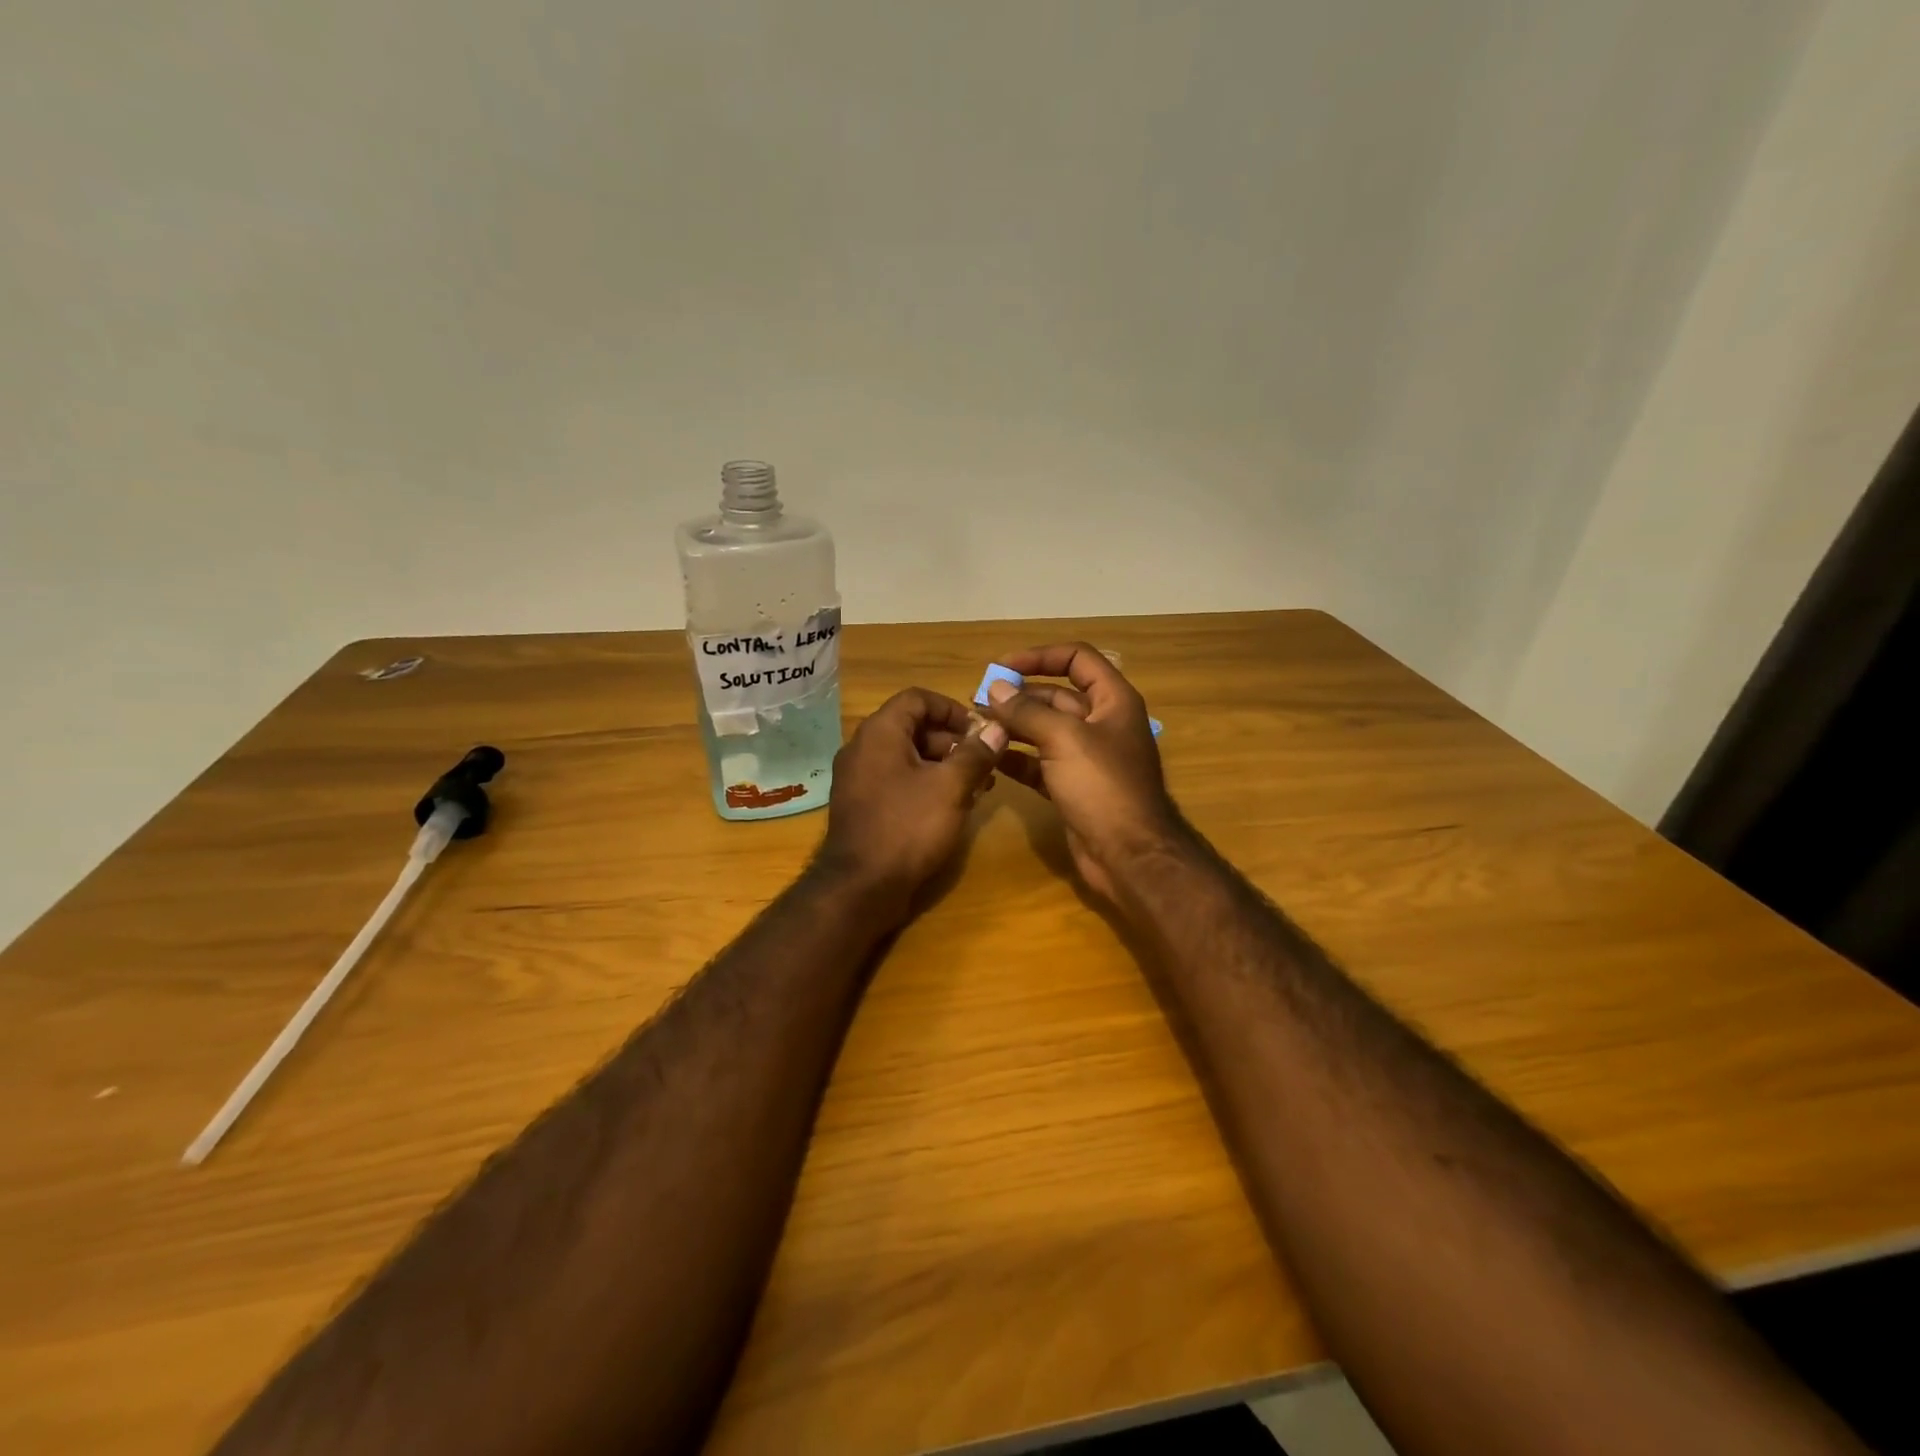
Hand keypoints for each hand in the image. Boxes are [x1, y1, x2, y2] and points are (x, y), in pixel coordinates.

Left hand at [817, 687, 1005, 915]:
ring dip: (943, 765)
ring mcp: (858, 778)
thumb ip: (976, 753)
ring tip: (977, 787)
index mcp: (879, 733)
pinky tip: (952, 806)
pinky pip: (897, 780)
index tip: (980, 730)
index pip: (917, 698)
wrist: (861, 887)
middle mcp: (863, 748)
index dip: (952, 708)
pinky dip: (925, 784)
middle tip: (984, 762)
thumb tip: (997, 728)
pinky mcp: (862, 805)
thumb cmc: (908, 827)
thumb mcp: (950, 787)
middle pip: (912, 727)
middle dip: (952, 741)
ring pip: (907, 756)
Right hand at [984, 644, 1185, 902]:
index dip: (1040, 656)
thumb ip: (1026, 711)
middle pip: (1056, 695)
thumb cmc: (1103, 786)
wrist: (1129, 855)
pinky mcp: (1073, 786)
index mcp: (1113, 700)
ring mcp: (1087, 757)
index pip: (1077, 659)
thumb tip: (994, 688)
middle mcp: (1102, 723)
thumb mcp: (1063, 739)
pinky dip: (1017, 759)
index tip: (1002, 667)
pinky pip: (1040, 763)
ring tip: (977, 727)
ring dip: (1013, 726)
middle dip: (1018, 696)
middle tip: (977, 700)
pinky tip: (990, 758)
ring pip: (1045, 731)